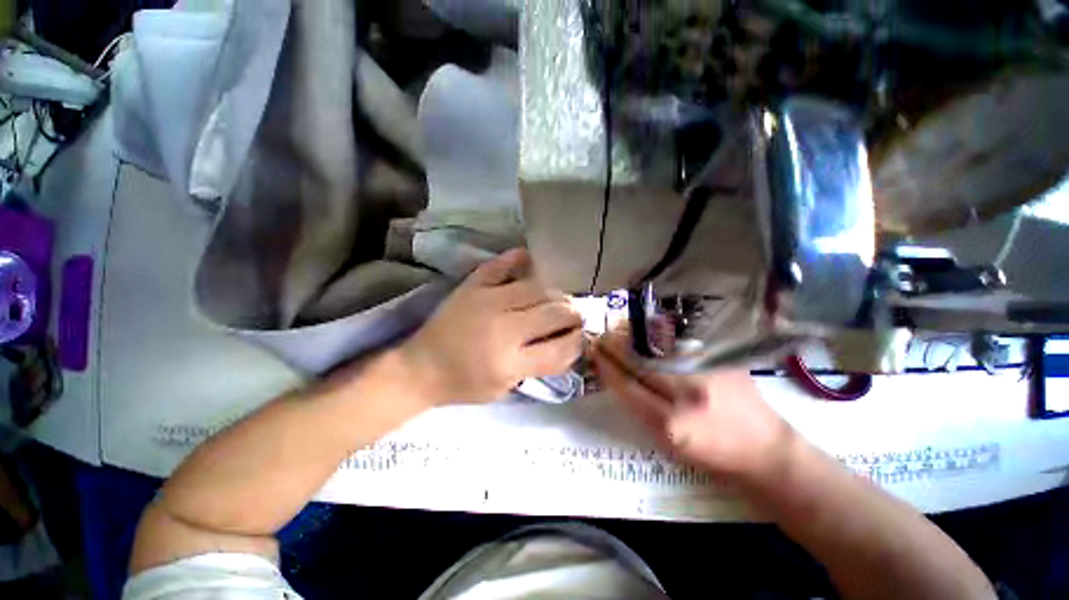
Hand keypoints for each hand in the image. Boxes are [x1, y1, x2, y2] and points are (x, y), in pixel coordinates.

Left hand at [400, 249, 582, 405]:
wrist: (421, 367)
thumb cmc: (464, 384)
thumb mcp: (506, 388)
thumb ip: (540, 366)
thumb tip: (569, 342)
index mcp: (509, 362)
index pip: (561, 348)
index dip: (578, 342)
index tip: (581, 337)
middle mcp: (502, 328)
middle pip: (555, 313)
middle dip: (573, 315)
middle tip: (574, 316)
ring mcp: (486, 301)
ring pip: (537, 288)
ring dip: (554, 294)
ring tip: (557, 299)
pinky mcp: (471, 286)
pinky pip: (500, 266)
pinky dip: (517, 260)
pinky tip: (530, 262)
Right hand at [592, 331, 794, 482]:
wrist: (767, 452)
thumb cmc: (712, 457)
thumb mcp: (668, 444)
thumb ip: (640, 409)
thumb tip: (617, 378)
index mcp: (671, 423)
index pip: (626, 386)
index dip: (607, 367)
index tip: (595, 354)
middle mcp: (687, 394)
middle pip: (639, 362)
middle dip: (615, 348)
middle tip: (601, 339)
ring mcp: (707, 373)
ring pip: (657, 350)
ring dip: (634, 341)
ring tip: (620, 336)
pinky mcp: (722, 361)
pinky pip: (679, 347)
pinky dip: (659, 343)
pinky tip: (649, 338)